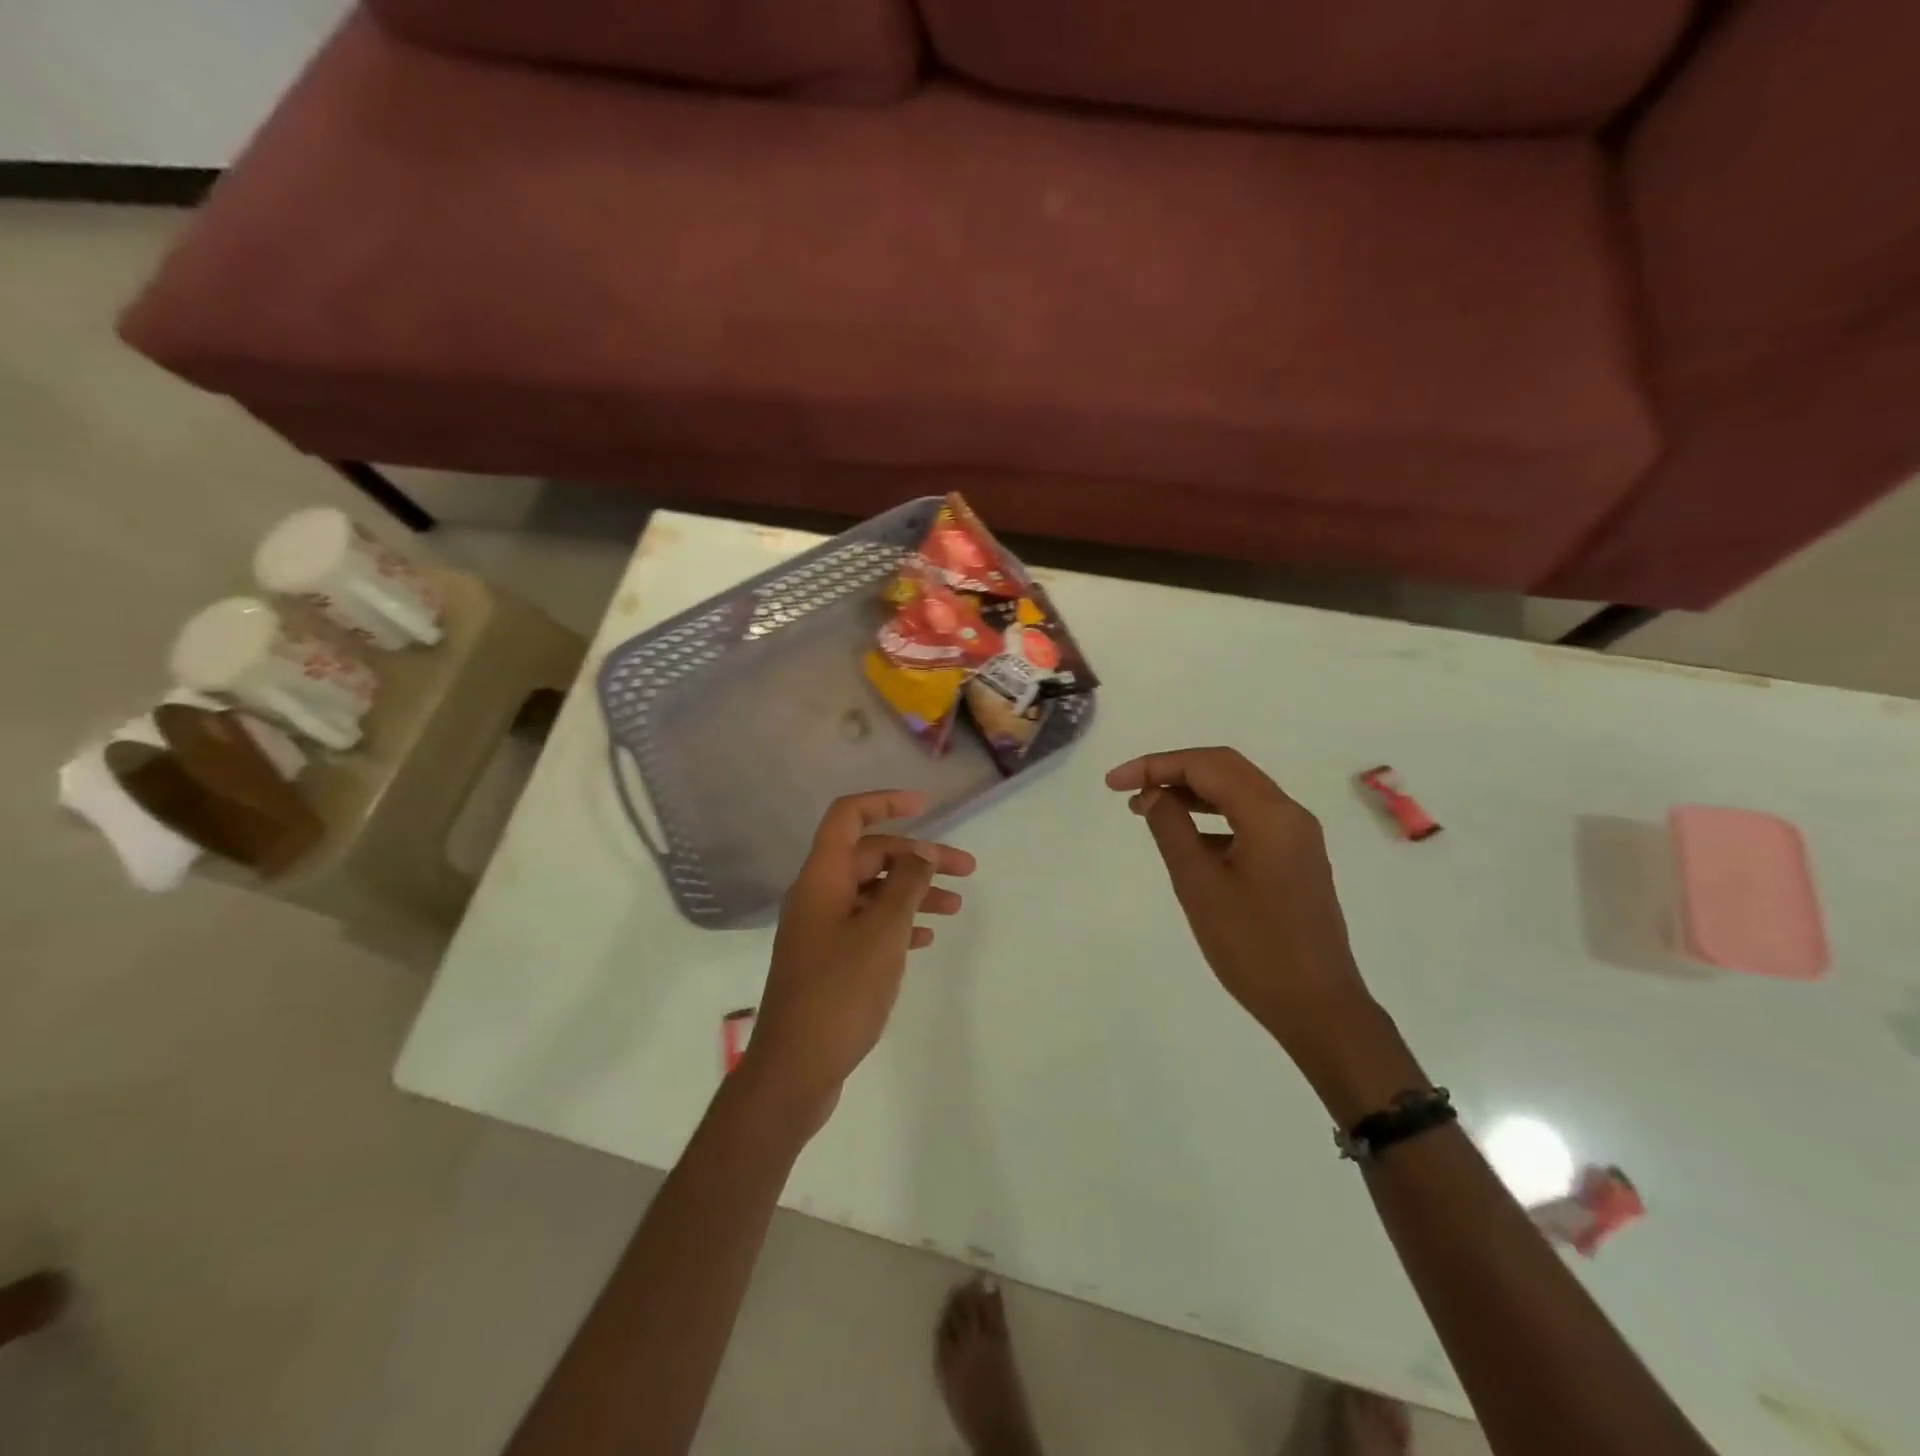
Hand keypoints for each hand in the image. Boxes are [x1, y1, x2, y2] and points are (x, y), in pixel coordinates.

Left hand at [744, 790, 975, 1126]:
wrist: (795, 1068)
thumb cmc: (840, 992)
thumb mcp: (882, 932)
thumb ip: (906, 885)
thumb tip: (922, 852)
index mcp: (822, 877)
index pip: (848, 817)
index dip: (885, 802)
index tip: (926, 806)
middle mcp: (818, 895)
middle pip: (870, 856)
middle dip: (918, 858)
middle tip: (965, 871)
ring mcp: (821, 929)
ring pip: (872, 893)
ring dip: (913, 892)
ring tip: (954, 908)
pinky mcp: (828, 960)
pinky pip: (866, 925)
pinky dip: (897, 924)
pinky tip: (925, 939)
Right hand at [1105, 748, 1373, 1054]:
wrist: (1318, 1008)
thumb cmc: (1253, 947)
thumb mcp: (1199, 886)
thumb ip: (1172, 830)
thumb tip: (1153, 795)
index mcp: (1270, 815)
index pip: (1206, 766)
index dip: (1155, 765)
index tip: (1113, 783)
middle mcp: (1290, 814)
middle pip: (1225, 769)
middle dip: (1172, 771)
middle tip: (1127, 788)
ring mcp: (1297, 838)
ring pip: (1238, 793)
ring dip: (1192, 792)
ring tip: (1146, 808)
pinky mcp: (1296, 859)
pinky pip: (1250, 819)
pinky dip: (1213, 816)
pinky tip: (1187, 838)